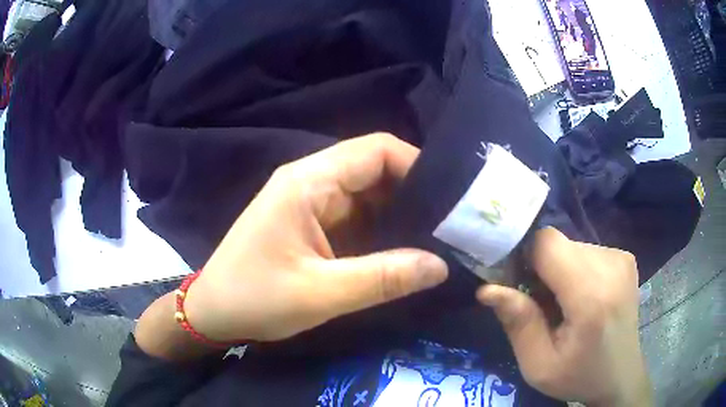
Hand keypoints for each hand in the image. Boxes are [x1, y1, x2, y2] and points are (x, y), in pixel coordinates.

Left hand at [184, 133, 448, 341]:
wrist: (212, 312)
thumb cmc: (253, 299)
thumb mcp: (320, 294)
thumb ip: (383, 279)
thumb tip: (441, 266)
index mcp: (308, 182)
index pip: (375, 150)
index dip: (416, 165)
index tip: (449, 198)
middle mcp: (311, 181)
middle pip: (375, 169)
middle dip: (414, 193)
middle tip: (451, 224)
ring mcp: (311, 203)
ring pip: (369, 194)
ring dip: (401, 214)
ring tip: (438, 238)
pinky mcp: (312, 224)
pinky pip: (357, 217)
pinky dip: (383, 230)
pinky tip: (405, 251)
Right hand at [478, 228, 651, 405]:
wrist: (620, 375)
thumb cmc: (578, 376)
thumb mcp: (539, 365)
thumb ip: (518, 324)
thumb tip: (487, 289)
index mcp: (592, 296)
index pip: (547, 243)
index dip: (524, 256)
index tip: (515, 283)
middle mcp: (612, 265)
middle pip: (558, 244)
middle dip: (541, 268)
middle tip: (539, 304)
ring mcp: (621, 258)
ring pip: (571, 246)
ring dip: (558, 270)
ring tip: (563, 304)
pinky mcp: (624, 257)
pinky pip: (586, 250)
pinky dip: (575, 269)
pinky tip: (582, 297)